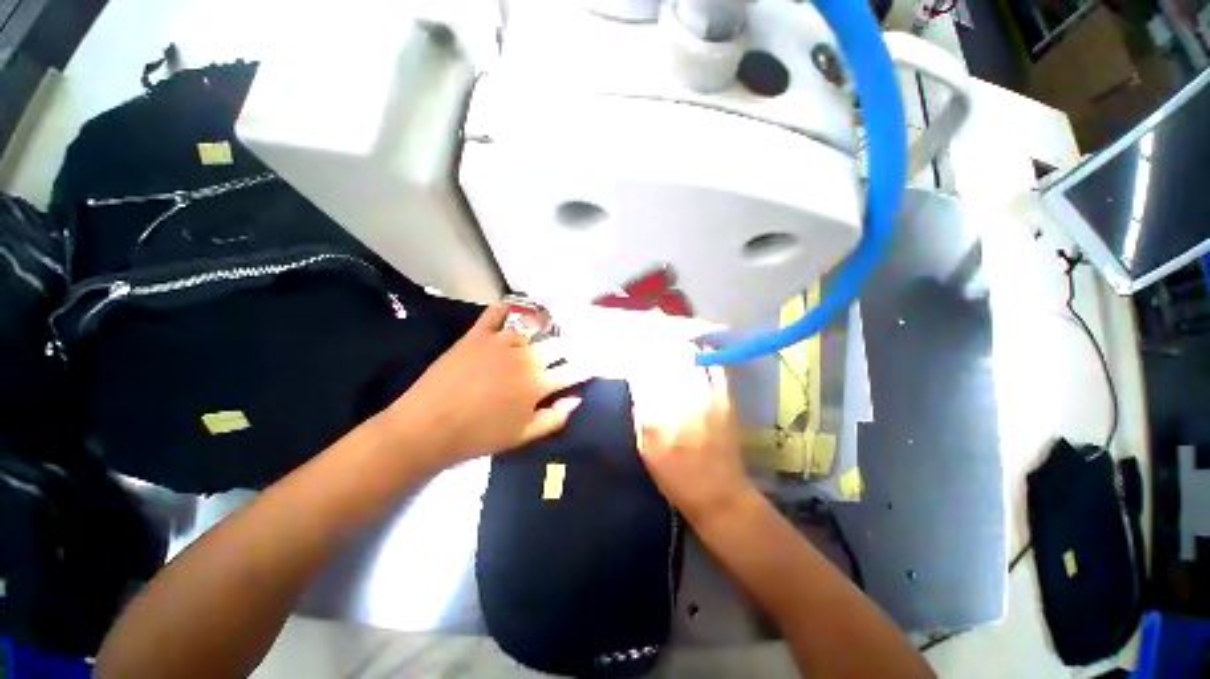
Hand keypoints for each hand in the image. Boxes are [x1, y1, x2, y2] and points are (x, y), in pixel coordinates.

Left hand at [382, 303, 588, 465]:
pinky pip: (497, 312)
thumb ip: (555, 418)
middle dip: (569, 347)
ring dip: (544, 326)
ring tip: (546, 328)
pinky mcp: (478, 334)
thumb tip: (577, 399)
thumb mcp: (522, 436)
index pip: (573, 371)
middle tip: (568, 349)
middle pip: (558, 345)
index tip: (591, 366)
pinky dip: (507, 307)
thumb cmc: (478, 436)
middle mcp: (525, 357)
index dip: (586, 368)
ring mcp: (501, 342)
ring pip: (533, 325)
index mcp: (538, 384)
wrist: (426, 427)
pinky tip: (512, 309)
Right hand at [632, 357, 754, 524]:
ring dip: (682, 351)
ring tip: (674, 343)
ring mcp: (706, 400)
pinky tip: (701, 352)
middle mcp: (681, 403)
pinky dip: (709, 360)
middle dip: (660, 352)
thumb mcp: (647, 452)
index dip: (640, 365)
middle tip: (654, 344)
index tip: (636, 357)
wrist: (719, 495)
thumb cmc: (676, 479)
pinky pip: (717, 373)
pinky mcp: (725, 403)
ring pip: (691, 365)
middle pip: (668, 367)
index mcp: (658, 417)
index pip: (645, 380)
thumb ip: (640, 419)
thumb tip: (639, 392)